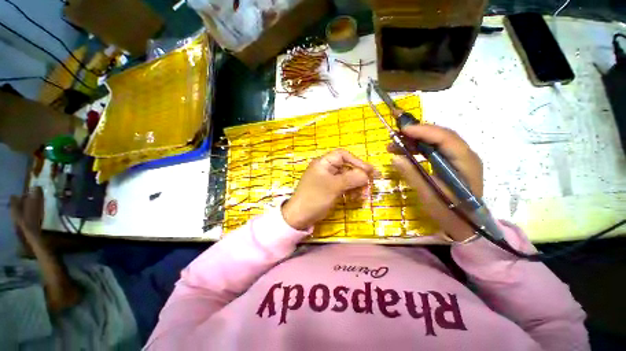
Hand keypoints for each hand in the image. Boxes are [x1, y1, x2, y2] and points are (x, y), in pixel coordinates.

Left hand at [282, 149, 377, 229]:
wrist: (300, 217)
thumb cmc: (315, 197)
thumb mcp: (334, 186)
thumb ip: (352, 178)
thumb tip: (367, 174)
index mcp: (324, 163)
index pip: (343, 155)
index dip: (357, 161)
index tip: (369, 171)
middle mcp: (326, 169)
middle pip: (347, 167)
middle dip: (359, 176)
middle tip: (370, 185)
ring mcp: (328, 180)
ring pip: (347, 178)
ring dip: (356, 185)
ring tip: (363, 195)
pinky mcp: (330, 190)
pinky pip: (343, 187)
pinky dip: (351, 191)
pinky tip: (355, 198)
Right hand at [388, 125, 482, 240]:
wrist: (466, 225)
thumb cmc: (449, 212)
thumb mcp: (428, 195)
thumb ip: (412, 175)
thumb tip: (395, 157)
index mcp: (465, 162)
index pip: (445, 138)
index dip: (423, 131)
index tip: (402, 131)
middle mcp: (465, 155)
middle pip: (441, 135)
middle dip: (417, 133)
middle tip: (395, 136)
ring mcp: (460, 158)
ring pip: (437, 141)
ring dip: (416, 140)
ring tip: (396, 144)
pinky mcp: (452, 163)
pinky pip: (436, 149)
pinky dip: (420, 147)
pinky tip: (407, 151)